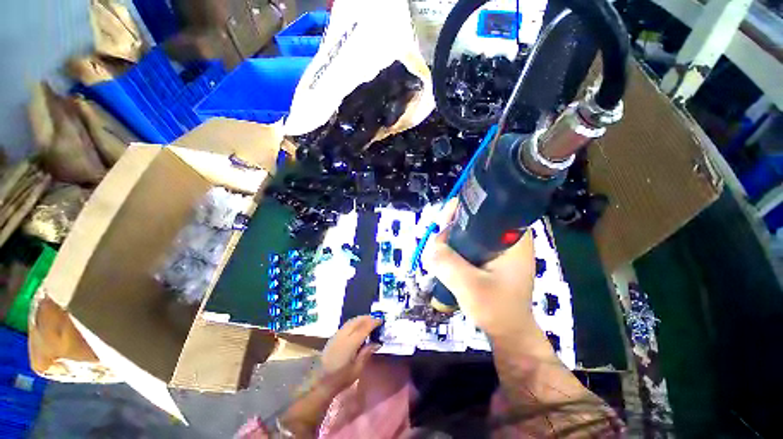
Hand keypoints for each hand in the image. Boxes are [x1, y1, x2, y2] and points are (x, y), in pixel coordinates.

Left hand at [318, 315, 381, 394]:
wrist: (321, 382)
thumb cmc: (341, 378)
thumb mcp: (357, 369)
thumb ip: (366, 353)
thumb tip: (377, 342)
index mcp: (350, 344)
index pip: (364, 328)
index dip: (373, 322)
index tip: (381, 321)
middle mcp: (343, 335)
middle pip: (357, 321)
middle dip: (368, 318)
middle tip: (377, 320)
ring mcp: (337, 335)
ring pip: (351, 321)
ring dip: (361, 319)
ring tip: (370, 321)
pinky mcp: (334, 336)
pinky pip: (347, 324)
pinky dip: (355, 322)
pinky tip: (359, 327)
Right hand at [424, 200, 535, 338]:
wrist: (508, 333)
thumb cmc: (498, 310)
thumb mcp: (471, 287)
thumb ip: (448, 264)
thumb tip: (430, 246)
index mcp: (512, 237)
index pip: (486, 208)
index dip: (461, 209)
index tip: (442, 222)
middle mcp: (505, 237)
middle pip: (472, 218)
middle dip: (450, 228)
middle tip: (436, 244)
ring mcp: (495, 247)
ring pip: (465, 231)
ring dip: (448, 240)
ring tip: (437, 255)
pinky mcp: (487, 256)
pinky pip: (464, 244)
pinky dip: (451, 248)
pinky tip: (443, 259)